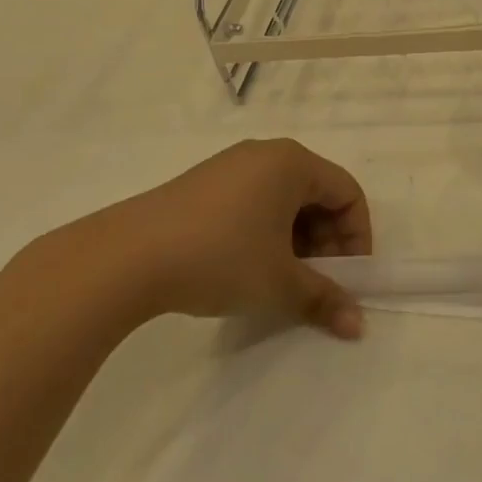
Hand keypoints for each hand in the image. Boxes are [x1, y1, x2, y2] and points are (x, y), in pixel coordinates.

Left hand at [22, 138, 369, 338]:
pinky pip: (252, 203)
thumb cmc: (220, 258)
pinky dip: (264, 234)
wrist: (124, 259)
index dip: (357, 236)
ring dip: (296, 241)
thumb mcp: (279, 283)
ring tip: (282, 280)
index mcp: (293, 163)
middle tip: (317, 281)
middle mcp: (265, 155)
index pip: (347, 193)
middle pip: (316, 195)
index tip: (348, 276)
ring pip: (283, 201)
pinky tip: (247, 269)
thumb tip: (358, 326)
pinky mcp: (201, 185)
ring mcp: (229, 167)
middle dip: (326, 241)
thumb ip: (324, 299)